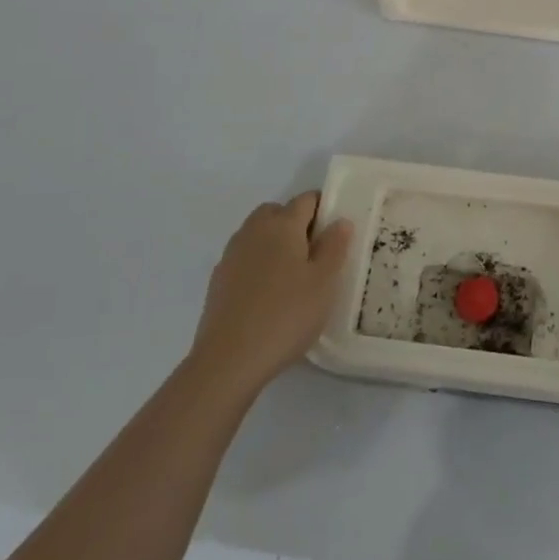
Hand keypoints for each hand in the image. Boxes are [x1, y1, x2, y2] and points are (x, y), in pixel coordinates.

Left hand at [190, 194, 352, 399]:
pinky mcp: (218, 280)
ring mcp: (231, 255)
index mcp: (282, 225)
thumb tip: (340, 221)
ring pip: (257, 234)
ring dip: (275, 243)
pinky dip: (258, 264)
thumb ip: (334, 247)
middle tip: (315, 253)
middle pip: (277, 212)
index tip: (336, 232)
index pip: (306, 200)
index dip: (324, 208)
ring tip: (293, 277)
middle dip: (296, 223)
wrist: (229, 359)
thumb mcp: (324, 282)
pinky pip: (244, 258)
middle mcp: (253, 231)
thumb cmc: (286, 315)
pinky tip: (268, 295)